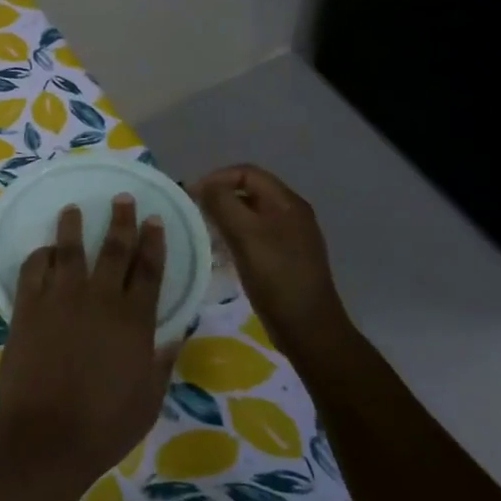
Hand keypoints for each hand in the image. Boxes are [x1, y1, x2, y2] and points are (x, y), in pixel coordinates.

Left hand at [0, 195, 172, 486]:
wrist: (46, 436)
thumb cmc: (104, 425)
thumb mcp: (148, 400)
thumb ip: (160, 363)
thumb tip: (173, 337)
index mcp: (135, 320)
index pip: (150, 270)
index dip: (154, 242)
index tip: (154, 220)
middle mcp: (100, 299)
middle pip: (114, 249)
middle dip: (121, 221)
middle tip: (123, 199)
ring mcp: (60, 298)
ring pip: (69, 250)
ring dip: (73, 226)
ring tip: (74, 209)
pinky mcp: (27, 306)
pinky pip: (33, 269)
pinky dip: (39, 256)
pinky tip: (43, 250)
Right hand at [192, 165, 347, 349]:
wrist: (308, 327)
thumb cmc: (276, 277)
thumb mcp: (245, 236)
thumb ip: (222, 204)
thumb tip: (202, 185)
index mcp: (287, 203)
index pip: (247, 173)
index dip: (217, 178)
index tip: (192, 196)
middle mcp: (291, 214)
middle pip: (249, 191)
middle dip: (219, 197)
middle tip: (193, 213)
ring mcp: (289, 237)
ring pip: (250, 215)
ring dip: (224, 218)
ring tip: (202, 233)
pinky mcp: (283, 258)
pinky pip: (254, 236)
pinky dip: (233, 237)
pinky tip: (219, 254)